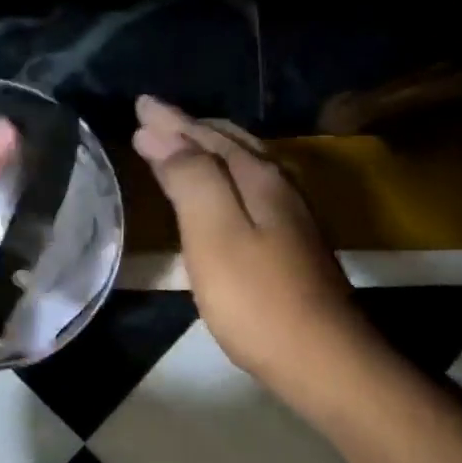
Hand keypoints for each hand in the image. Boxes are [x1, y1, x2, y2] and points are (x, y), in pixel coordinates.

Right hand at [132, 95, 361, 383]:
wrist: (321, 358)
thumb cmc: (256, 297)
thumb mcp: (214, 233)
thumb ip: (190, 179)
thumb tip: (161, 136)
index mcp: (257, 178)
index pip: (205, 136)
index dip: (170, 121)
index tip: (140, 104)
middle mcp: (277, 186)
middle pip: (229, 143)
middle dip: (189, 127)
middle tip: (154, 118)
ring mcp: (288, 215)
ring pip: (242, 163)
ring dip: (206, 148)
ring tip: (179, 142)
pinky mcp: (289, 242)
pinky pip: (247, 187)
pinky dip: (220, 175)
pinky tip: (216, 189)